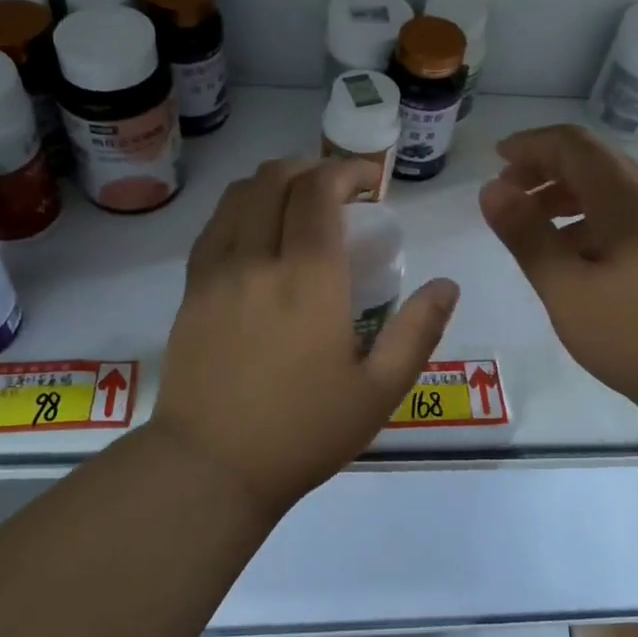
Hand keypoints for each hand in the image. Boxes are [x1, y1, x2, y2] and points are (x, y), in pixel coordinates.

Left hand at [153, 158, 458, 512]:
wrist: (211, 467)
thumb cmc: (302, 432)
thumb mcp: (379, 392)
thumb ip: (418, 332)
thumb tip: (447, 285)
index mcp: (309, 278)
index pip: (319, 190)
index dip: (347, 170)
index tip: (370, 183)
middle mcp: (258, 259)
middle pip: (276, 178)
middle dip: (313, 169)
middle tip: (339, 193)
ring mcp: (216, 272)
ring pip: (239, 195)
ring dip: (274, 183)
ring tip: (298, 205)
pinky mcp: (190, 290)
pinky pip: (214, 226)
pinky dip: (241, 209)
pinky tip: (257, 233)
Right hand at [479, 124, 637, 416]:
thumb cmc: (637, 333)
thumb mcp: (567, 287)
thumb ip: (527, 235)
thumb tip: (492, 189)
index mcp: (626, 196)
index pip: (572, 145)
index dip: (530, 145)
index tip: (495, 159)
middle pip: (592, 162)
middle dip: (545, 169)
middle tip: (507, 194)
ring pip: (609, 191)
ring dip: (565, 197)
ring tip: (532, 227)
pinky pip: (624, 218)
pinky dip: (588, 222)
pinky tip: (572, 259)